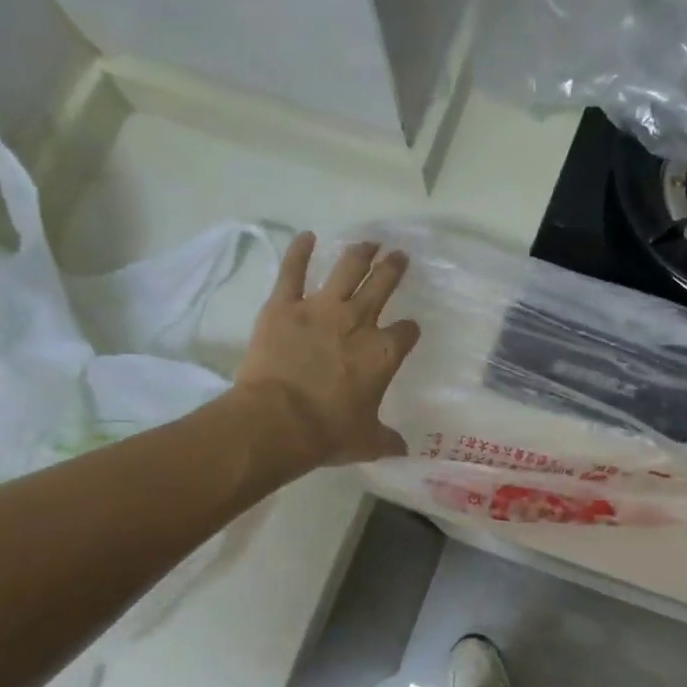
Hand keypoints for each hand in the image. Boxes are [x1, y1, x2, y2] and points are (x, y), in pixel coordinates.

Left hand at [233, 233, 421, 468]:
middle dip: (393, 269)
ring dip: (360, 253)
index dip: (409, 330)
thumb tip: (403, 450)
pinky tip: (306, 236)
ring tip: (369, 242)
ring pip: (346, 270)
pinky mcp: (283, 306)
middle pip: (382, 286)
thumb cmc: (328, 433)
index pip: (406, 332)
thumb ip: (387, 440)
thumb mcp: (367, 442)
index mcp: (383, 354)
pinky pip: (292, 271)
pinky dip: (299, 251)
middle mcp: (358, 323)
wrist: (277, 421)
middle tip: (398, 256)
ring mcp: (320, 309)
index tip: (409, 330)